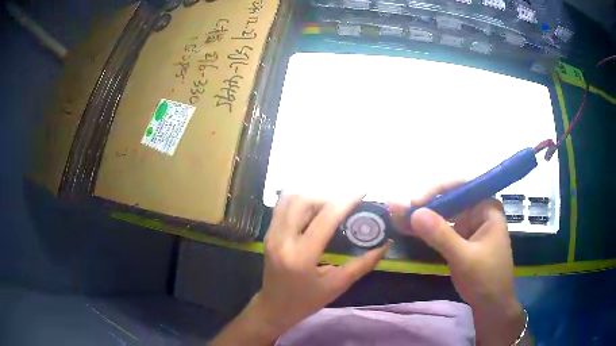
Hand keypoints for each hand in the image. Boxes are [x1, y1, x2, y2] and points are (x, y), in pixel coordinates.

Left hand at [211, 194, 390, 345]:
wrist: (274, 307)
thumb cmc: (307, 301)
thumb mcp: (338, 285)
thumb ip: (364, 264)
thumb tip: (386, 244)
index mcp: (301, 257)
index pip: (325, 218)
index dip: (346, 200)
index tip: (362, 191)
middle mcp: (282, 240)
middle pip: (304, 200)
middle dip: (328, 196)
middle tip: (344, 204)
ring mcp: (271, 234)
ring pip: (290, 198)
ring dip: (312, 196)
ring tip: (329, 206)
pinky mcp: (268, 233)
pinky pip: (282, 206)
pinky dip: (300, 200)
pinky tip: (314, 209)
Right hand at [391, 182, 524, 345]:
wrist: (490, 305)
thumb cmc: (486, 279)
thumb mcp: (464, 258)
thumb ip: (441, 235)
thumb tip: (414, 212)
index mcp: (487, 208)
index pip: (462, 187)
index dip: (437, 191)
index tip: (415, 203)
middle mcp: (478, 212)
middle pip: (449, 200)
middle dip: (424, 205)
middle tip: (398, 210)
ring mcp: (468, 227)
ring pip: (442, 215)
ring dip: (420, 217)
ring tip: (396, 215)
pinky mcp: (460, 241)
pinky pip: (440, 231)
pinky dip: (424, 231)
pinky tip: (406, 228)